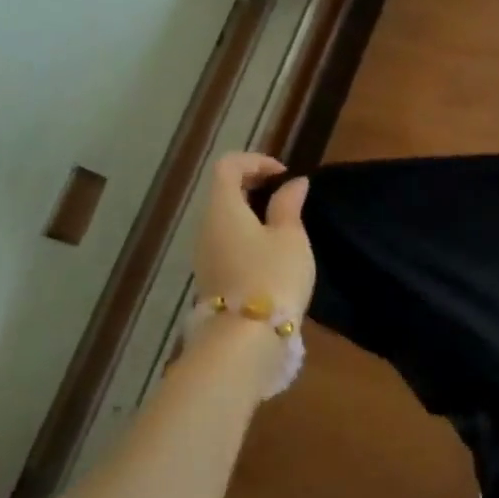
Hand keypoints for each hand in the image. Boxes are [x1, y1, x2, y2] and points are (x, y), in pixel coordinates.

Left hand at [194, 154, 314, 315]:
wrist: (247, 337)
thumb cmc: (273, 276)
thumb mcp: (290, 237)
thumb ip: (289, 206)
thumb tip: (293, 184)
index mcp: (223, 209)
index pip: (228, 166)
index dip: (256, 161)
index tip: (285, 175)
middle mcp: (206, 227)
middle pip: (223, 192)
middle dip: (254, 186)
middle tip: (287, 195)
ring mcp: (205, 255)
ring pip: (225, 219)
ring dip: (252, 212)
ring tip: (285, 224)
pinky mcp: (212, 277)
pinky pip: (227, 242)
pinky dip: (248, 235)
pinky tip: (273, 252)